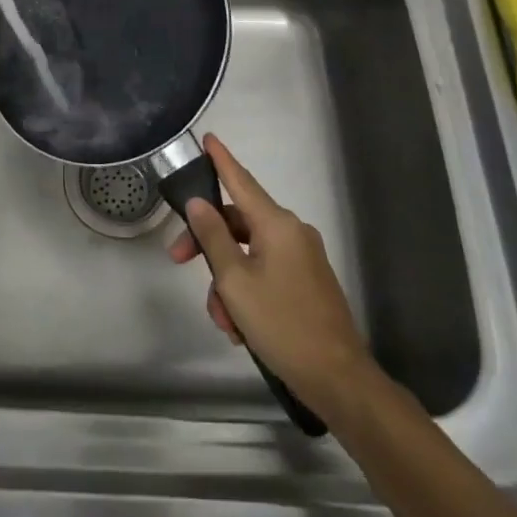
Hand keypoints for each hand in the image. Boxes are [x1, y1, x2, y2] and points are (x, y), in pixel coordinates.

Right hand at [167, 134, 372, 405]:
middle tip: (178, 261)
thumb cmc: (282, 324)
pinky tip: (240, 327)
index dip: (221, 160)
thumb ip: (213, 237)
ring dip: (226, 282)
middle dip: (207, 245)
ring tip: (224, 321)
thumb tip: (199, 203)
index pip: (241, 181)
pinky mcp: (306, 282)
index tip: (208, 138)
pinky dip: (246, 292)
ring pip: (247, 254)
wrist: (338, 379)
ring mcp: (302, 258)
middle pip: (237, 224)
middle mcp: (292, 233)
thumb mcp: (235, 281)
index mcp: (277, 225)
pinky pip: (264, 273)